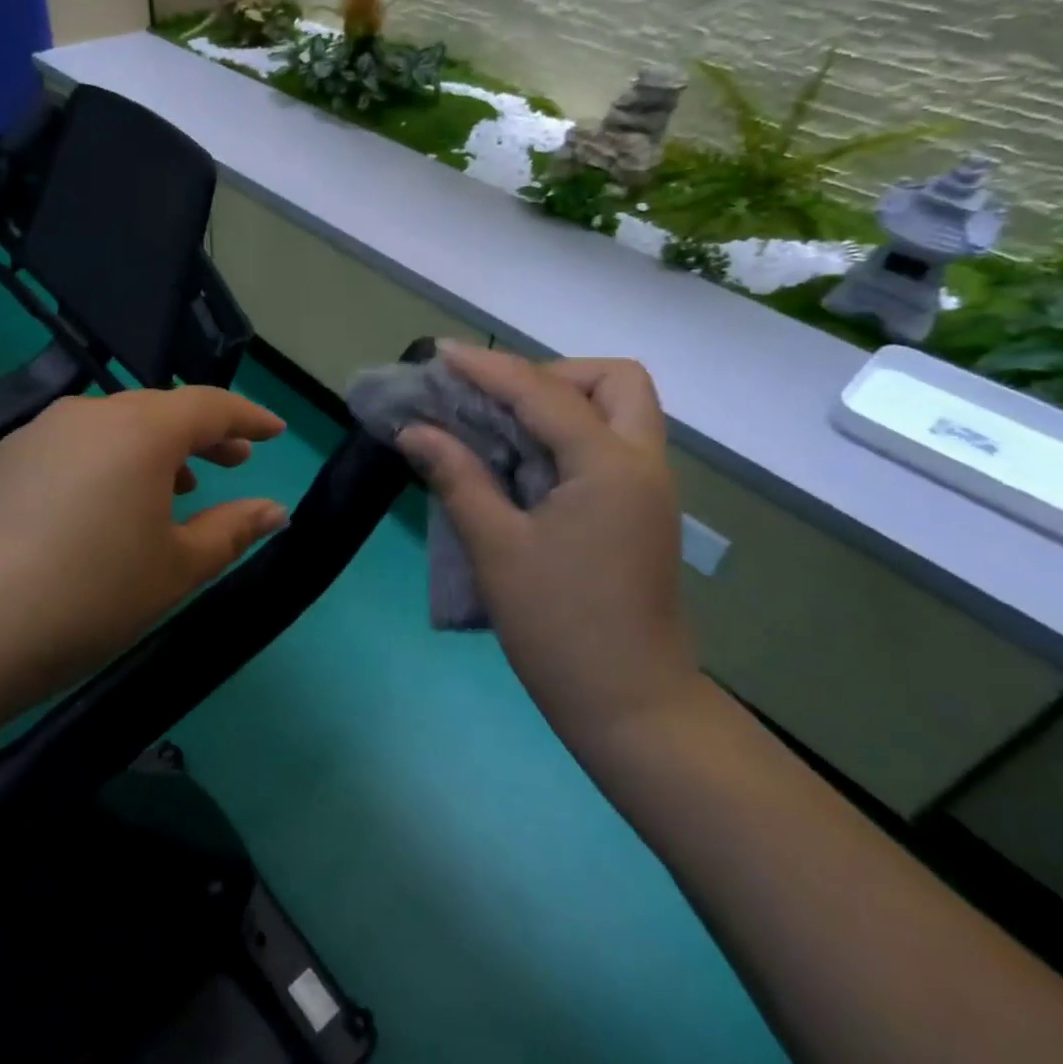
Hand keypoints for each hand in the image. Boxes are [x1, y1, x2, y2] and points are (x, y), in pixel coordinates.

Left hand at [0, 387, 289, 720]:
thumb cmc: (88, 597)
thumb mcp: (174, 569)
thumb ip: (231, 531)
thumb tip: (275, 510)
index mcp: (139, 430)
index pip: (209, 406)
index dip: (248, 418)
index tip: (274, 431)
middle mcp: (87, 415)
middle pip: (159, 411)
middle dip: (203, 435)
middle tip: (233, 463)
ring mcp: (36, 434)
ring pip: (113, 428)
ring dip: (153, 451)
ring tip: (176, 488)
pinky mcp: (0, 462)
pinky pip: (73, 447)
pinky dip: (107, 463)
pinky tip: (104, 506)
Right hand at [396, 343, 697, 747]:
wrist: (632, 708)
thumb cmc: (560, 629)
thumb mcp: (497, 548)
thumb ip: (457, 477)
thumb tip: (414, 431)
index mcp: (608, 466)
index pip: (544, 392)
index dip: (489, 368)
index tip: (443, 356)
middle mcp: (641, 463)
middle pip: (614, 380)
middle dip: (554, 375)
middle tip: (499, 403)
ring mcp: (648, 488)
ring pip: (621, 410)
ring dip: (565, 402)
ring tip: (505, 428)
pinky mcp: (641, 512)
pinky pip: (612, 444)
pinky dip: (570, 434)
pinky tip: (525, 463)